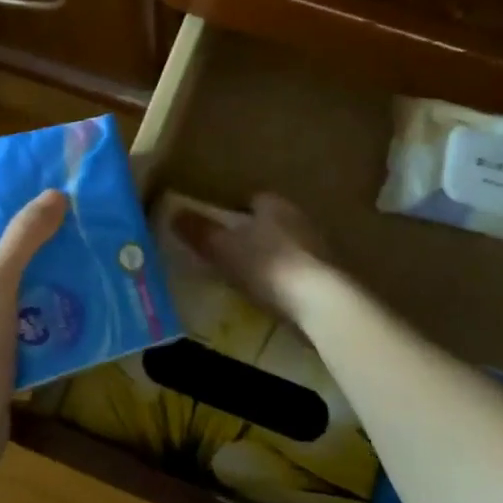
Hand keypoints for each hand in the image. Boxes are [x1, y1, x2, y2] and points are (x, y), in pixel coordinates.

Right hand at [172, 192, 328, 322]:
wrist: (322, 303)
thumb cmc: (269, 266)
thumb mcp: (224, 249)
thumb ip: (199, 231)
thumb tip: (173, 212)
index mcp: (274, 205)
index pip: (252, 200)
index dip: (233, 212)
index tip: (218, 228)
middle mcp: (299, 219)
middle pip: (270, 222)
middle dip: (253, 234)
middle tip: (229, 253)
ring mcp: (318, 248)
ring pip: (286, 246)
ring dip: (272, 257)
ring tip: (249, 277)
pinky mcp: (330, 276)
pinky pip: (299, 271)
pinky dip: (286, 279)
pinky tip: (274, 296)